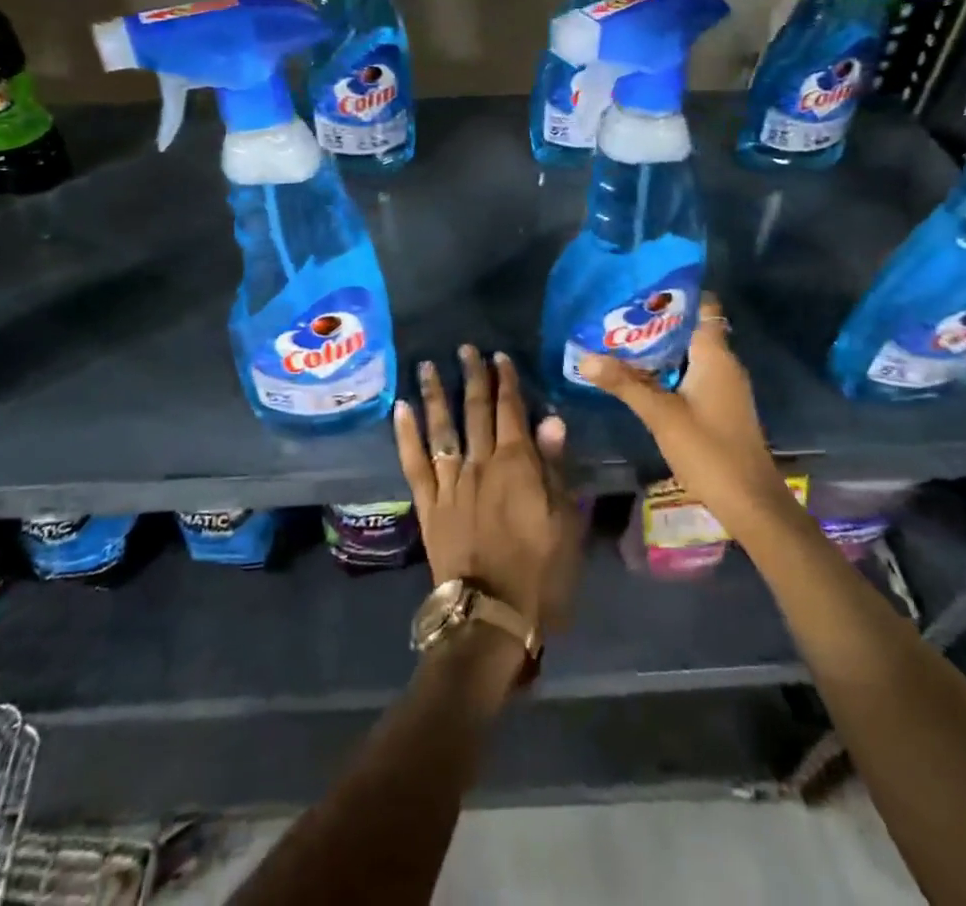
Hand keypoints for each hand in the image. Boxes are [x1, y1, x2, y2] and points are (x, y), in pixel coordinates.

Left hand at [394, 347, 581, 639]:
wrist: (491, 618)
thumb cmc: (540, 573)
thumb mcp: (565, 522)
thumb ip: (555, 468)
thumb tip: (551, 420)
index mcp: (516, 465)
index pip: (511, 411)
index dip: (506, 381)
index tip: (499, 356)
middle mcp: (480, 464)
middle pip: (475, 411)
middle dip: (472, 376)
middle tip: (465, 348)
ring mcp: (450, 483)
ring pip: (441, 428)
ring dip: (436, 394)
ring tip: (427, 365)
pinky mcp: (428, 505)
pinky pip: (414, 463)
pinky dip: (406, 434)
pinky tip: (400, 409)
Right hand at [579, 294, 795, 542]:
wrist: (750, 503)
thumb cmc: (709, 451)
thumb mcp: (661, 415)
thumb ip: (624, 384)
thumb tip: (585, 358)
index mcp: (715, 355)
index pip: (702, 305)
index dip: (674, 293)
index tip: (641, 286)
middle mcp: (723, 363)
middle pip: (690, 327)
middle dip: (656, 319)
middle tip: (617, 312)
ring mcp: (723, 385)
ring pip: (688, 352)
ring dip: (659, 346)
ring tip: (619, 338)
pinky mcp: (719, 405)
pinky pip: (690, 372)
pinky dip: (667, 368)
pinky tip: (638, 375)